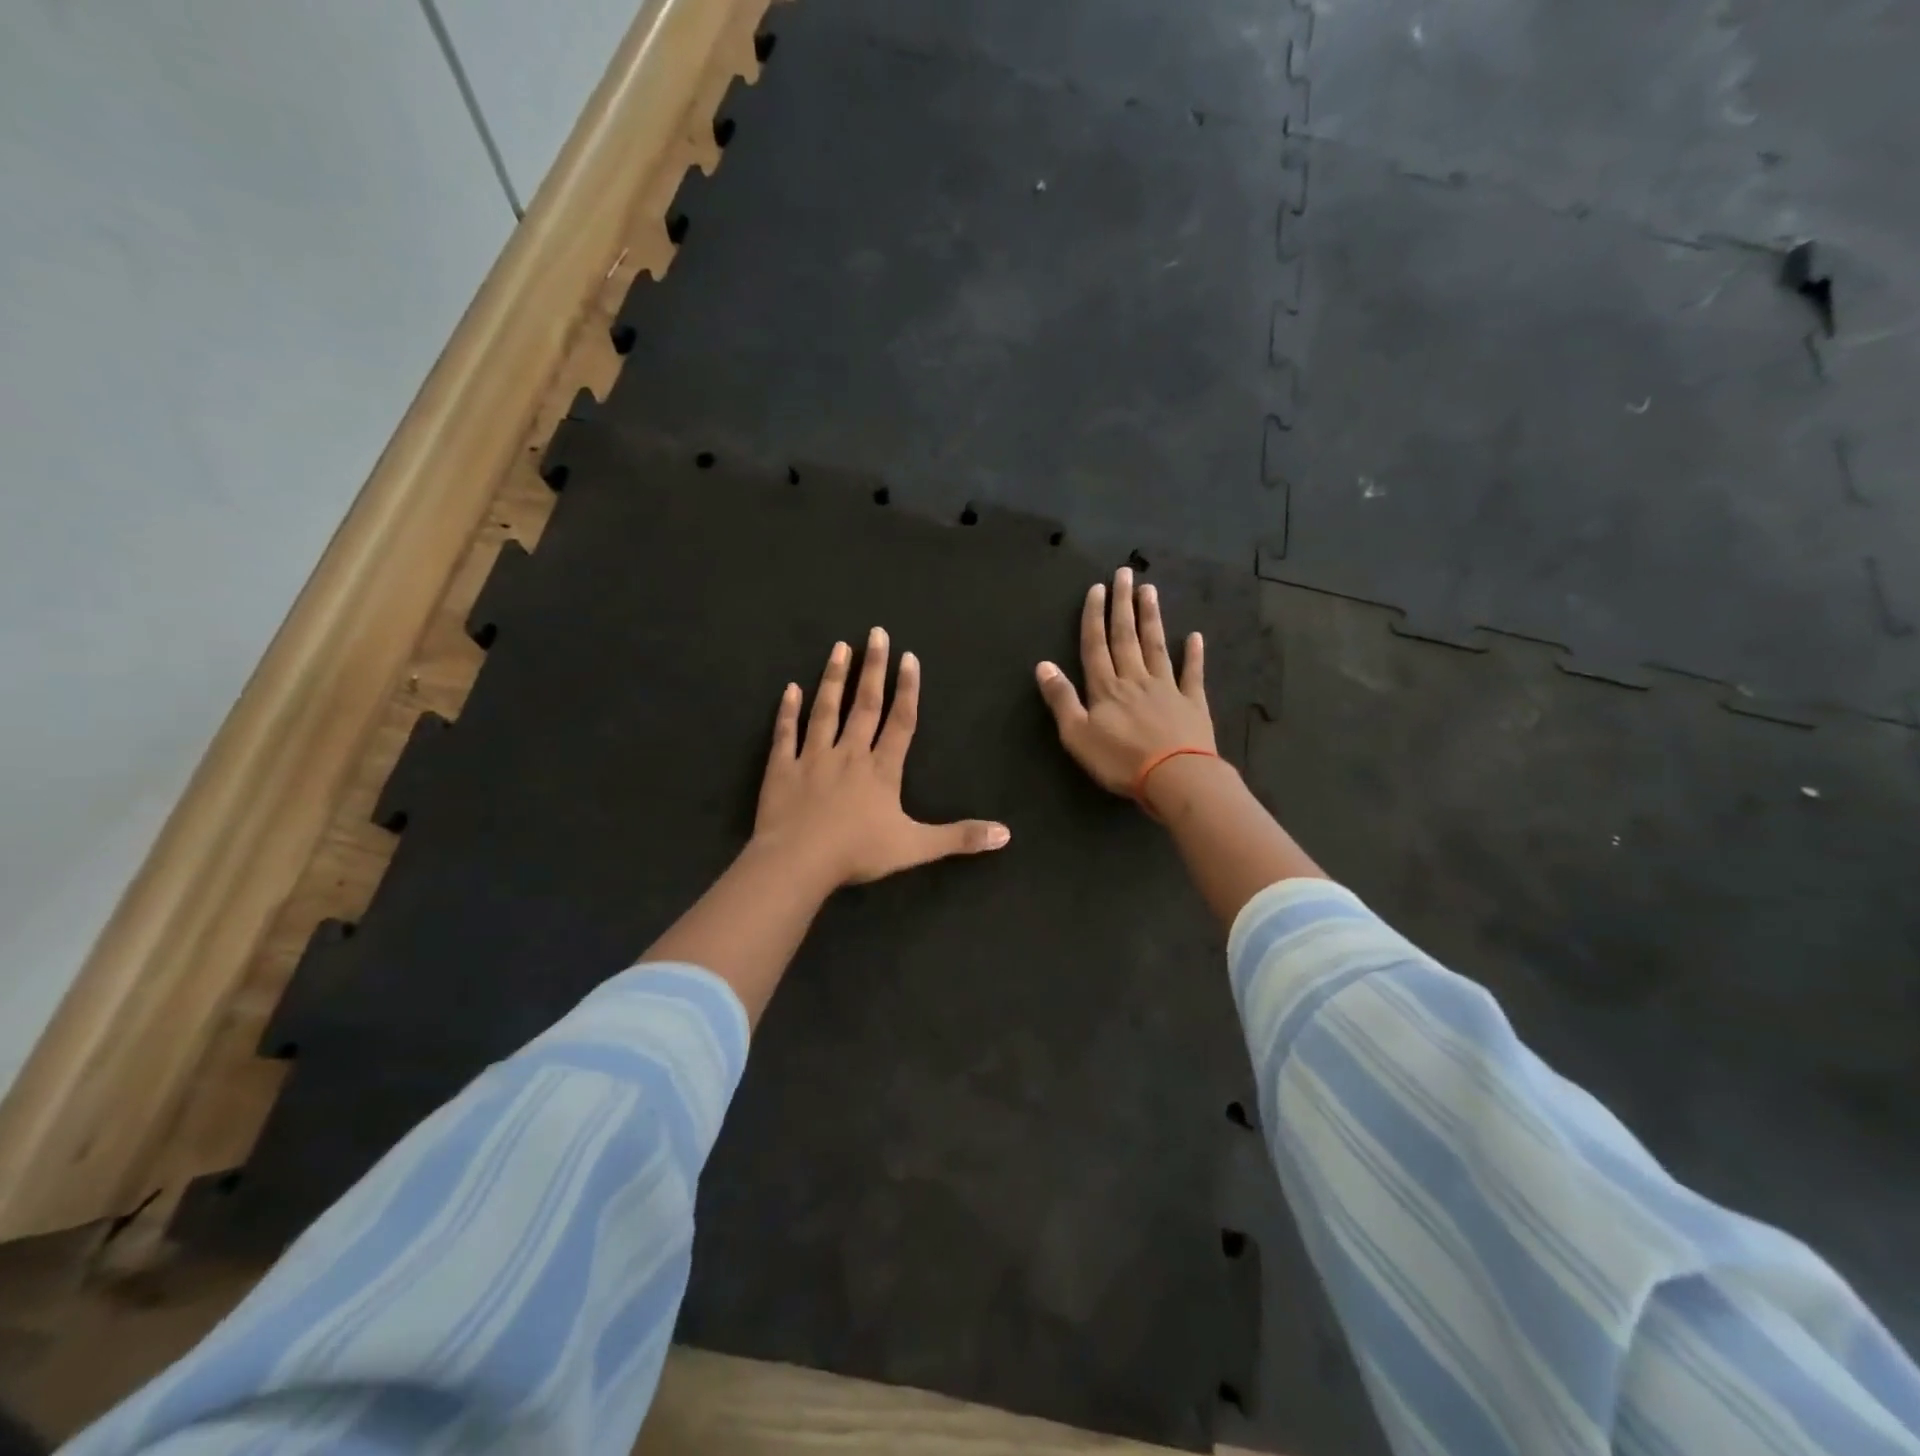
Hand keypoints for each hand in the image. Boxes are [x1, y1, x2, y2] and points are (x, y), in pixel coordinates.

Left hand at [755, 628, 1010, 885]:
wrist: (798, 862)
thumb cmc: (858, 852)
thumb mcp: (916, 847)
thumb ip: (959, 838)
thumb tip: (1006, 834)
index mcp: (881, 770)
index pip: (900, 722)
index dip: (907, 689)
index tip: (908, 657)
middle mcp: (849, 754)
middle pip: (864, 705)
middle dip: (872, 668)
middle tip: (875, 633)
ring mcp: (812, 758)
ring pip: (825, 710)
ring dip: (834, 679)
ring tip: (839, 648)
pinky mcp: (782, 769)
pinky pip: (785, 734)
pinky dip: (787, 711)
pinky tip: (789, 689)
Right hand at [1035, 566, 1215, 797]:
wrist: (1175, 777)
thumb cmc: (1120, 760)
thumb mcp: (1077, 735)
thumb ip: (1061, 699)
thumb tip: (1043, 664)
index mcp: (1105, 688)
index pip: (1096, 645)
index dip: (1095, 616)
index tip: (1098, 588)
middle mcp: (1135, 679)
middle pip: (1126, 637)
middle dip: (1123, 605)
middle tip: (1125, 573)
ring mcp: (1167, 688)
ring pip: (1156, 646)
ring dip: (1152, 618)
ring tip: (1150, 591)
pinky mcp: (1192, 703)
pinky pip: (1192, 674)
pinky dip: (1193, 655)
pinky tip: (1195, 637)